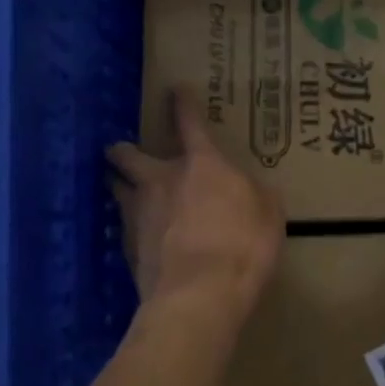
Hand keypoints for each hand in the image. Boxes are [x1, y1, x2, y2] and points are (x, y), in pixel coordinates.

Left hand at [107, 89, 283, 310]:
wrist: (200, 295)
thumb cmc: (243, 245)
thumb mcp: (269, 214)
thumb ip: (256, 194)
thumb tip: (249, 190)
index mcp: (201, 164)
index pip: (189, 123)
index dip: (182, 104)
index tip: (175, 90)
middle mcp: (161, 180)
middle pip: (127, 155)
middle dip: (123, 150)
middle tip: (124, 153)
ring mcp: (138, 214)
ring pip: (116, 189)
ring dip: (119, 186)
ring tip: (126, 192)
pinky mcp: (126, 247)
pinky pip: (123, 227)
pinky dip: (131, 227)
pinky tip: (141, 238)